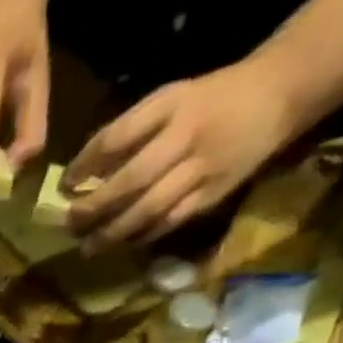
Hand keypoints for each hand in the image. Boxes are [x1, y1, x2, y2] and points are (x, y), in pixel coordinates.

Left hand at [63, 59, 300, 250]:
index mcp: (172, 104)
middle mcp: (186, 136)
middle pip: (131, 180)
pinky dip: (141, 237)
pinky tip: (121, 245)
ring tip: (88, 247)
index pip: (117, 136)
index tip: (65, 185)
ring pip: (149, 208)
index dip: (85, 164)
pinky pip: (169, 222)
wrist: (278, 94)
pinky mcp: (213, 194)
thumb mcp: (170, 100)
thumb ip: (131, 133)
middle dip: (95, 207)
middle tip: (71, 224)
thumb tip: (85, 174)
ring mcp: (202, 168)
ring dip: (113, 233)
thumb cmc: (210, 100)